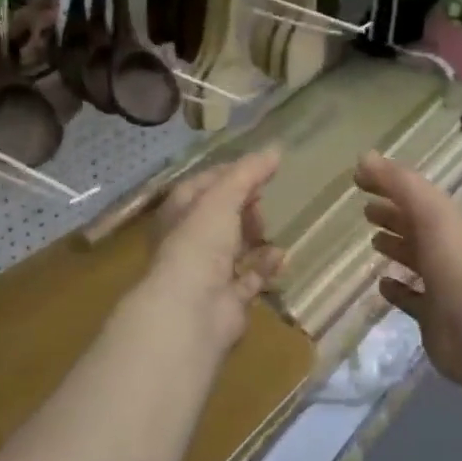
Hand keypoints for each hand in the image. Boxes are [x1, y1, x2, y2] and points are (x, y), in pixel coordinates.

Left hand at [149, 150, 284, 349]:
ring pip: (235, 247)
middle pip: (222, 216)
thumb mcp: (222, 198)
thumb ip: (248, 173)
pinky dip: (266, 266)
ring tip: (272, 229)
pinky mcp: (228, 299)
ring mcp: (208, 272)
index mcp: (179, 213)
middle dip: (245, 207)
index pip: (205, 184)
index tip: (261, 168)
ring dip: (256, 237)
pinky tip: (282, 256)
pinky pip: (251, 277)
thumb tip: (276, 149)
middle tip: (262, 202)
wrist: (191, 310)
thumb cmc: (199, 244)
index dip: (231, 174)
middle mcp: (190, 241)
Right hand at [356, 151, 461, 390]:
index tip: (359, 178)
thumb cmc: (455, 264)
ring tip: (372, 241)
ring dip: (396, 248)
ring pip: (416, 261)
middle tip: (365, 210)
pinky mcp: (433, 317)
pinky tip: (381, 285)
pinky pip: (412, 299)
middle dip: (394, 215)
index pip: (415, 196)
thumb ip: (399, 183)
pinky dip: (397, 290)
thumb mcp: (429, 212)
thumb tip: (363, 157)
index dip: (390, 184)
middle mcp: (447, 250)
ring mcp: (442, 285)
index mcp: (447, 223)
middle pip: (417, 227)